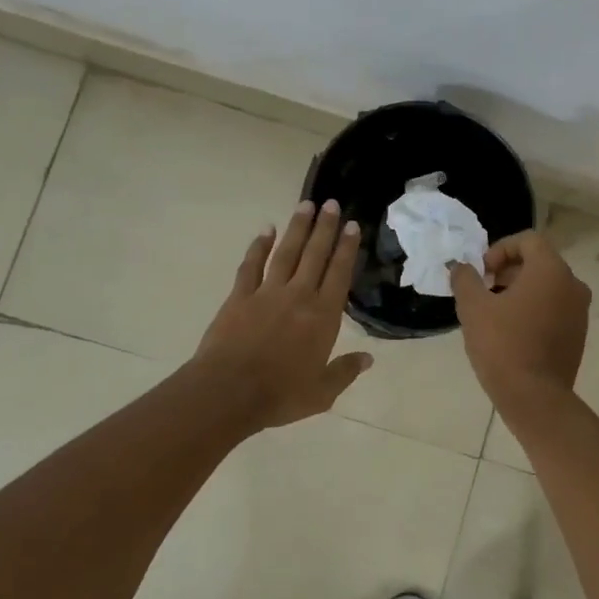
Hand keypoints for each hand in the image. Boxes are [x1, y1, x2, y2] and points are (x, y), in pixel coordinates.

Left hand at [194, 199, 372, 427]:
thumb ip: (345, 371)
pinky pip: (251, 265)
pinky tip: (265, 231)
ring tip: (306, 205)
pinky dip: (258, 246)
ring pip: (285, 252)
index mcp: (322, 317)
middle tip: (332, 203)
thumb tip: (368, 358)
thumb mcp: (322, 392)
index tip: (353, 225)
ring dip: (296, 228)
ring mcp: (267, 293)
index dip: (347, 249)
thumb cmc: (280, 395)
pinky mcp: (239, 297)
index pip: (339, 274)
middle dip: (325, 228)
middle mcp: (298, 296)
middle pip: (315, 255)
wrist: (229, 392)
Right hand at [448, 230, 589, 413]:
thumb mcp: (473, 308)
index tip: (482, 273)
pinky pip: (554, 309)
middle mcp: (573, 285)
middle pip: (539, 262)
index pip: (528, 240)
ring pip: (547, 287)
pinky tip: (511, 332)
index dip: (500, 249)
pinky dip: (534, 310)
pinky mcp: (578, 334)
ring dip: (520, 291)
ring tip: (494, 313)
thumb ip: (465, 279)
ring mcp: (579, 311)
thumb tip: (460, 267)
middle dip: (508, 270)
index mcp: (551, 271)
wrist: (534, 398)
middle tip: (484, 291)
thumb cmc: (502, 345)